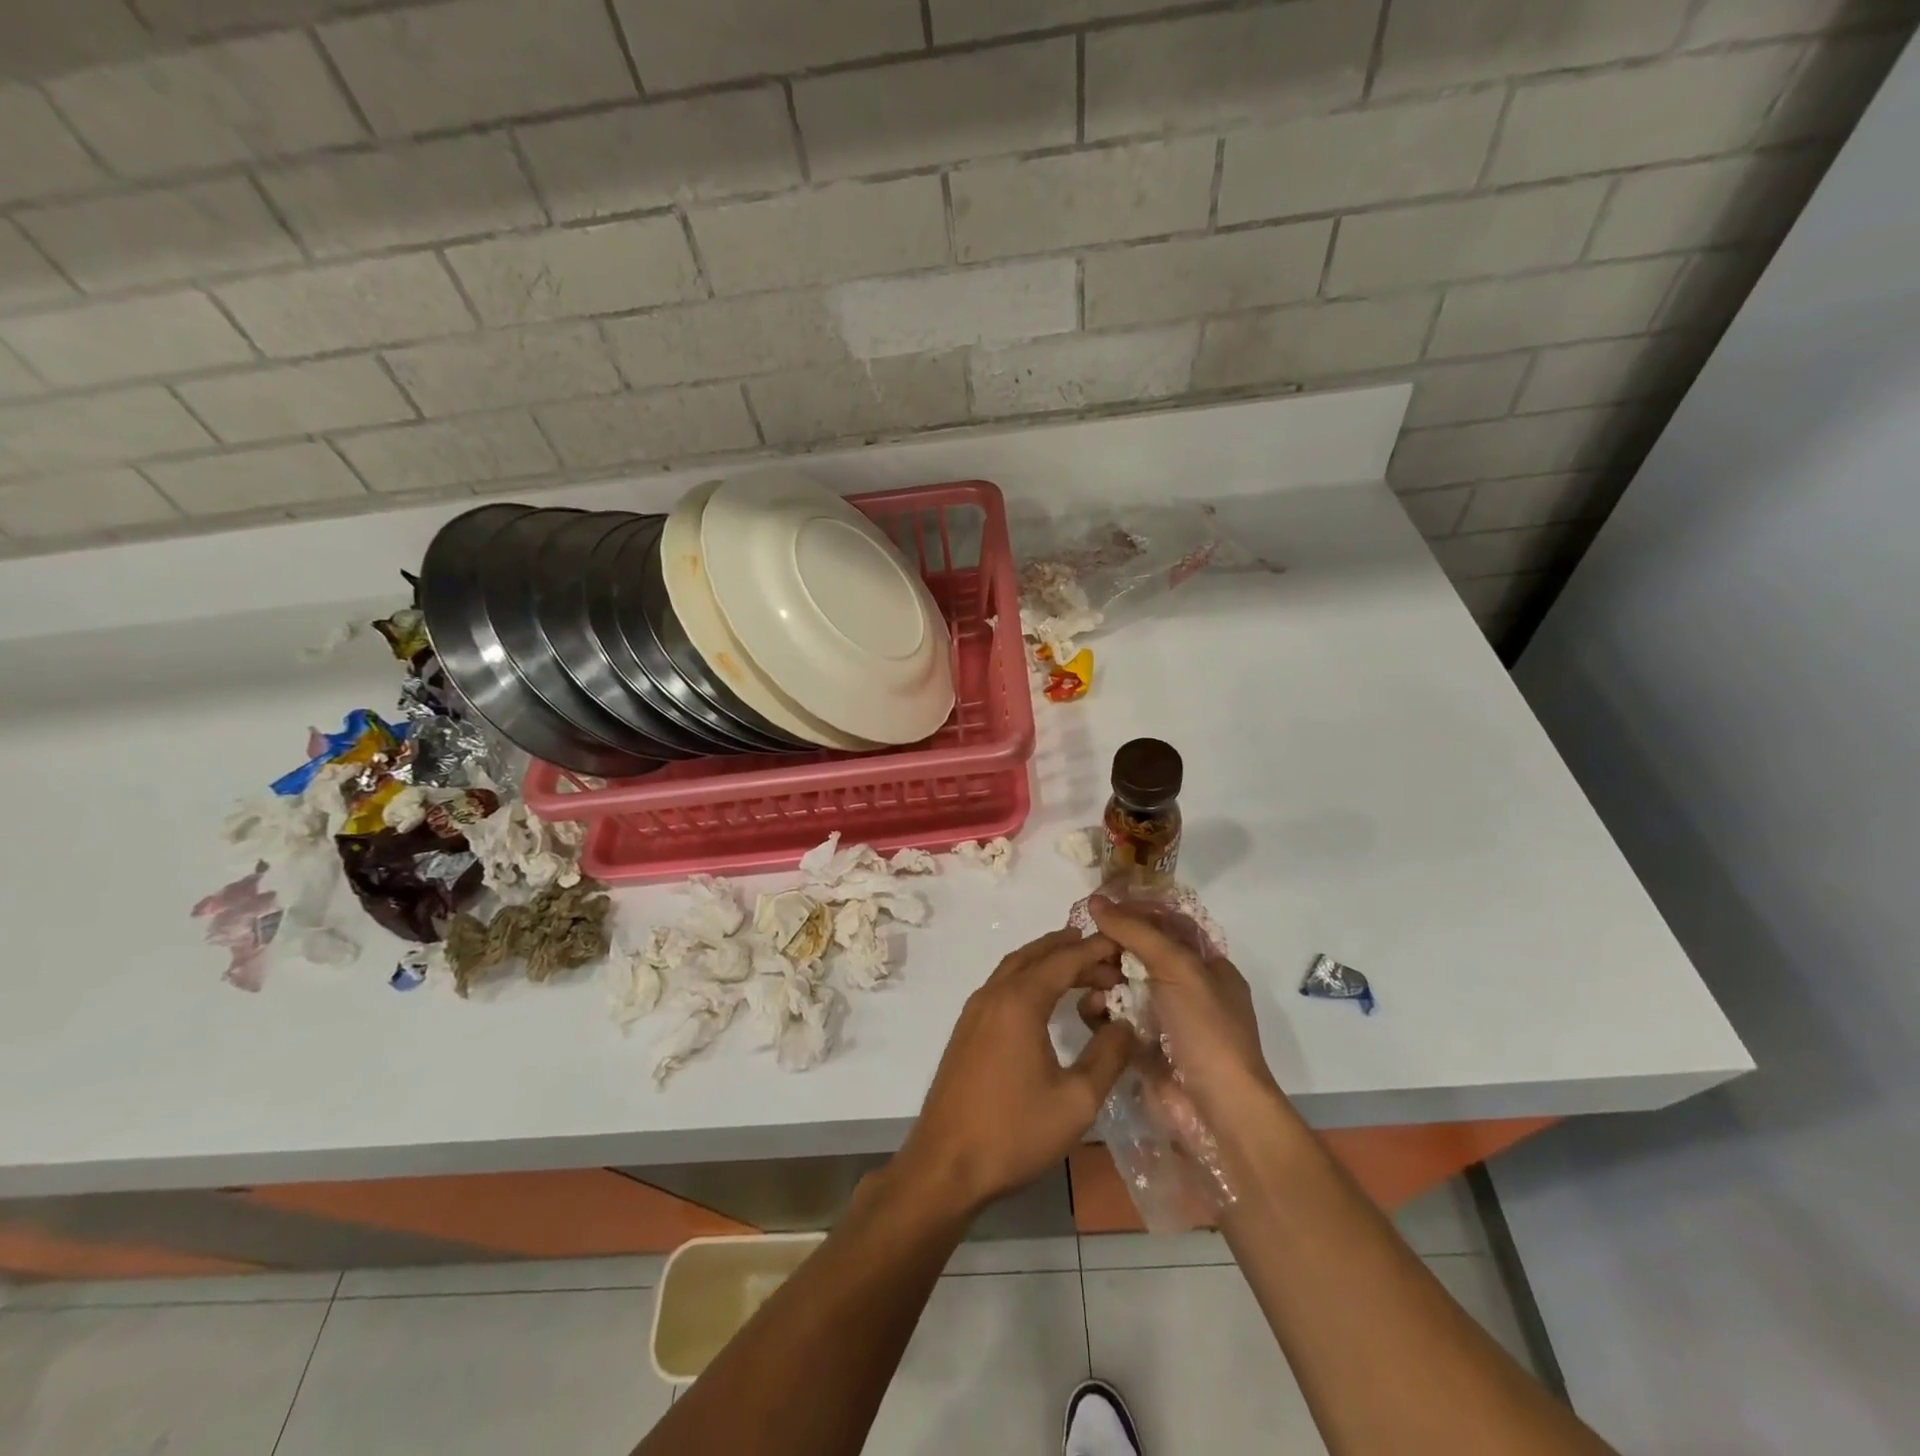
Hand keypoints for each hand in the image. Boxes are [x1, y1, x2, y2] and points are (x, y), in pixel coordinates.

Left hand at [895, 928, 1135, 1218]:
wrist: (945, 1165)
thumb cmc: (1014, 1132)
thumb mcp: (1076, 1100)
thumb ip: (1107, 1056)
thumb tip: (1126, 1024)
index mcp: (1020, 1002)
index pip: (1063, 959)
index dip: (1095, 950)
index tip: (1123, 945)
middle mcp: (994, 994)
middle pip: (1035, 955)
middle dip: (1071, 948)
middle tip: (1106, 956)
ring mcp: (975, 1010)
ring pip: (1015, 967)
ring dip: (1047, 960)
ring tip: (1081, 967)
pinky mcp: (966, 1029)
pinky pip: (1002, 985)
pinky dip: (1028, 977)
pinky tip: (1045, 999)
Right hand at [1087, 896, 1279, 1131]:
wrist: (1216, 1110)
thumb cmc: (1206, 1029)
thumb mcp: (1178, 968)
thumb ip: (1137, 932)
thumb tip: (1096, 901)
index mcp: (1206, 966)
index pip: (1167, 925)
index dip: (1136, 912)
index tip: (1099, 906)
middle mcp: (1184, 989)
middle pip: (1138, 953)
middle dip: (1112, 947)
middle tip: (1086, 944)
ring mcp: (1161, 1019)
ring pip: (1120, 984)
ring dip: (1101, 978)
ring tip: (1088, 980)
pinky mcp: (1139, 1046)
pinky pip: (1111, 1018)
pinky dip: (1098, 1011)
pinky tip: (1091, 1011)